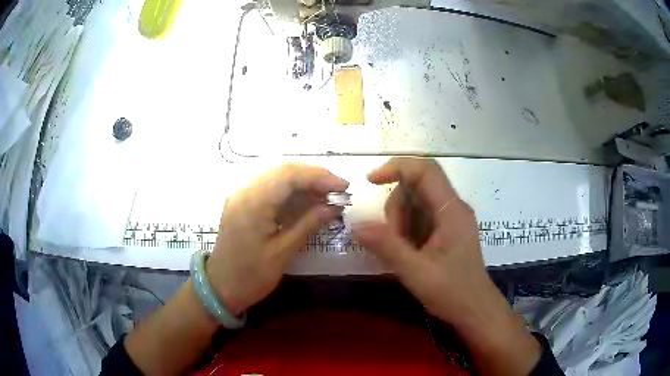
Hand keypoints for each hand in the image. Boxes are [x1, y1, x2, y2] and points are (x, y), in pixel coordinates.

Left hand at [207, 163, 348, 313]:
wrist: (220, 288)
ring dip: (303, 182)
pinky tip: (306, 200)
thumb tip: (333, 207)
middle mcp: (244, 191)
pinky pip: (270, 187)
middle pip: (283, 170)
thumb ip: (308, 224)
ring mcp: (241, 195)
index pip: (289, 175)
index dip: (319, 177)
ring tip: (327, 195)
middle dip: (313, 176)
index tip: (343, 187)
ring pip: (277, 176)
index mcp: (253, 203)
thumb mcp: (282, 253)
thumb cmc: (250, 276)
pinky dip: (291, 190)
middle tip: (338, 190)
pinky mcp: (243, 203)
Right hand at [352, 157, 491, 323]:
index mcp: (452, 211)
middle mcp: (453, 208)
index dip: (396, 167)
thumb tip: (356, 225)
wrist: (475, 310)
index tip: (370, 181)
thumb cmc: (453, 292)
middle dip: (396, 207)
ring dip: (400, 221)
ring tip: (402, 252)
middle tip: (391, 239)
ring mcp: (451, 219)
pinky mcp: (447, 231)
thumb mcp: (417, 272)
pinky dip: (407, 230)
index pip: (425, 170)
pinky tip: (408, 252)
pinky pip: (421, 217)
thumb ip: (387, 247)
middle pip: (417, 186)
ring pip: (416, 202)